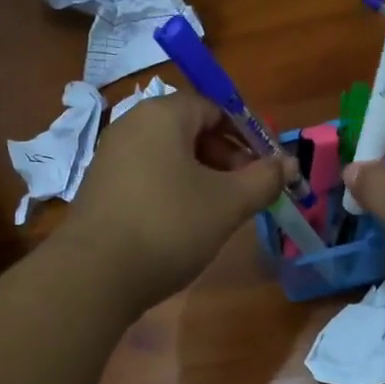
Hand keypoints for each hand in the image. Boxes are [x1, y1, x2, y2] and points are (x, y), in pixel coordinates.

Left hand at [63, 92, 283, 308]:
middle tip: (248, 194)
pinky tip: (185, 226)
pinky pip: (148, 179)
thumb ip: (263, 179)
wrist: (95, 275)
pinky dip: (173, 193)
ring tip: (221, 214)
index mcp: (162, 115)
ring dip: (202, 179)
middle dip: (226, 159)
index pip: (215, 108)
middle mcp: (131, 126)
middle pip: (191, 131)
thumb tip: (289, 164)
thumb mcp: (227, 203)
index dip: (247, 136)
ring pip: (169, 158)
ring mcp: (110, 158)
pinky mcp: (100, 189)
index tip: (267, 169)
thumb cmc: (169, 226)